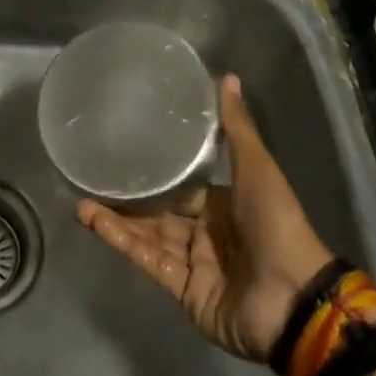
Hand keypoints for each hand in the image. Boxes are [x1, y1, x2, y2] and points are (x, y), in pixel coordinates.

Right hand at [78, 75, 333, 363]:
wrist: (294, 299)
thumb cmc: (276, 223)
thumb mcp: (256, 167)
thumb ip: (236, 127)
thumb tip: (228, 76)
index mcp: (225, 203)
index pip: (184, 184)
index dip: (158, 170)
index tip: (126, 149)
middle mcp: (207, 231)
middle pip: (161, 211)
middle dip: (130, 198)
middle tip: (95, 177)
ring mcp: (195, 263)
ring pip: (149, 235)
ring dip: (118, 220)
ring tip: (82, 203)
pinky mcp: (184, 291)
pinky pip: (150, 262)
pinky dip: (124, 244)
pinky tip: (97, 225)